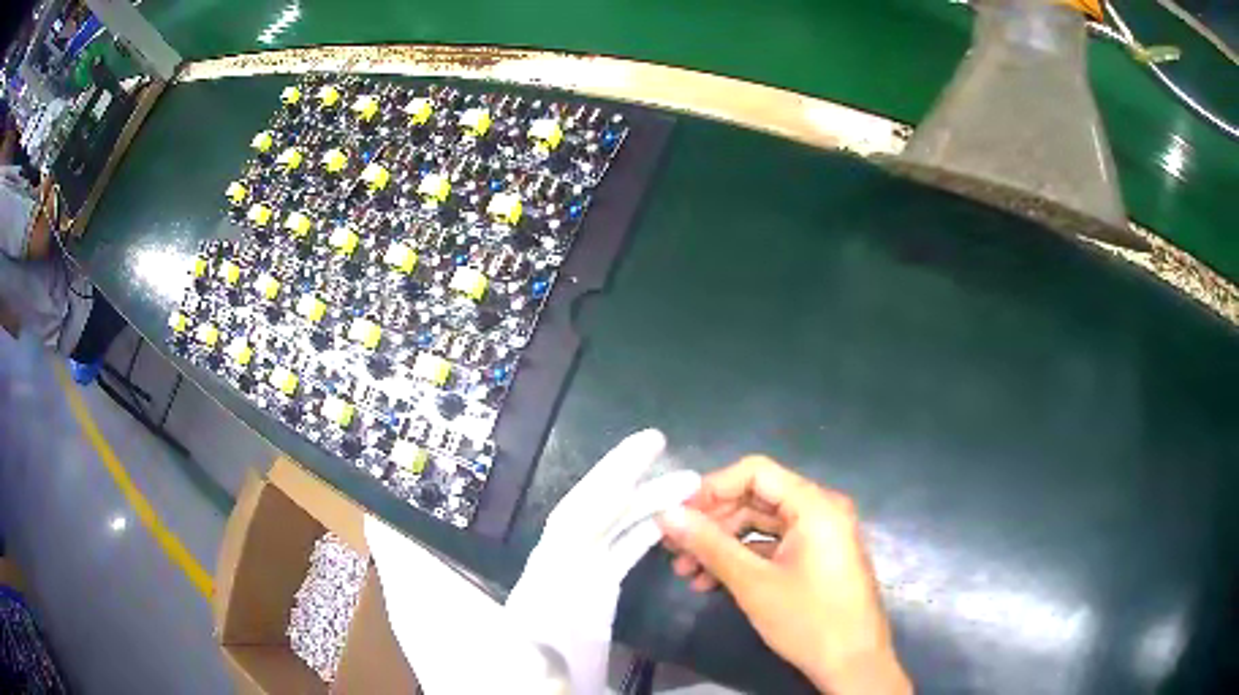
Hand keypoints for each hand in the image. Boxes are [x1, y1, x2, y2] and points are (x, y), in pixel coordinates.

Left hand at [507, 429, 700, 694]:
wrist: (537, 688)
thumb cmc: (533, 678)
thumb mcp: (530, 670)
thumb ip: (531, 656)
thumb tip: (534, 640)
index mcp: (546, 575)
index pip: (579, 516)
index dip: (610, 479)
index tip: (643, 447)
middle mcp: (562, 561)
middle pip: (596, 507)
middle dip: (626, 473)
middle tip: (662, 441)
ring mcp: (580, 572)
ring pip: (615, 526)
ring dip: (647, 502)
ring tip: (689, 484)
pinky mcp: (596, 587)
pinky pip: (622, 549)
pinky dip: (645, 530)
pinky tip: (669, 520)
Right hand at [658, 457, 910, 694]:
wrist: (853, 663)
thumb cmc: (808, 619)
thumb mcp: (753, 583)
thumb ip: (709, 545)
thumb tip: (666, 515)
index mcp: (815, 505)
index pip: (756, 472)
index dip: (712, 488)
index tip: (676, 514)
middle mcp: (821, 511)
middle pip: (756, 499)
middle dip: (712, 523)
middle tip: (674, 548)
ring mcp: (820, 536)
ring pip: (761, 526)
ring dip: (722, 546)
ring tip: (685, 573)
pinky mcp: (816, 559)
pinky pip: (774, 547)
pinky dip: (743, 560)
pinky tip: (712, 583)